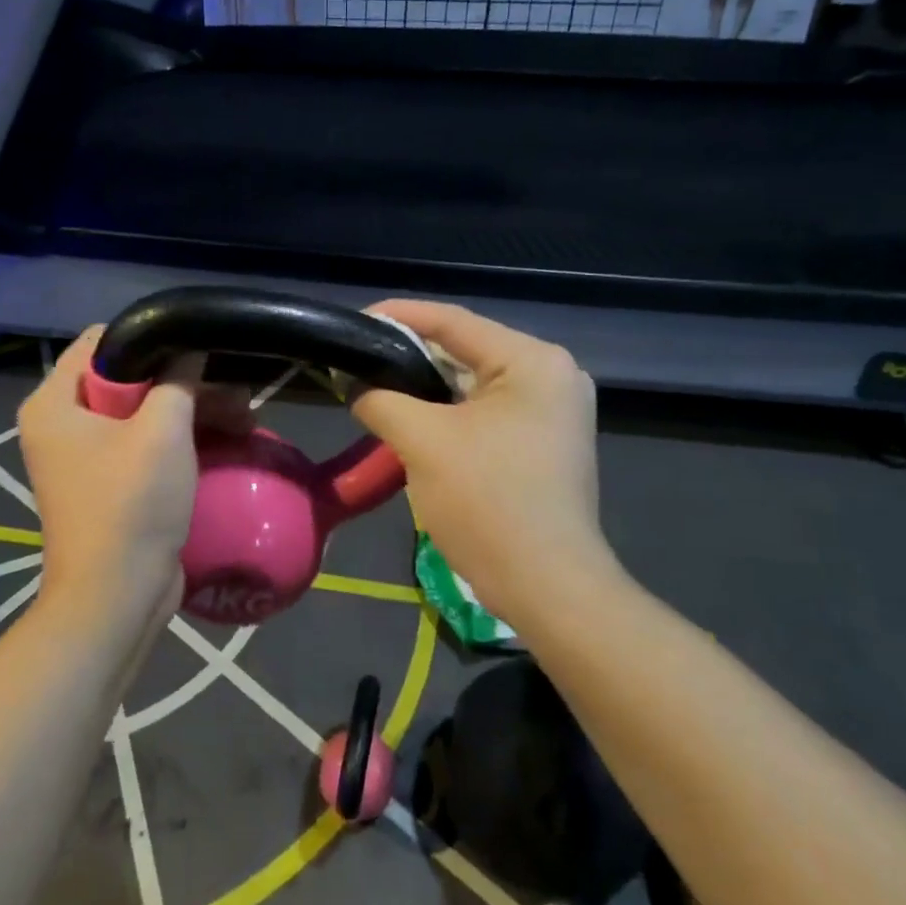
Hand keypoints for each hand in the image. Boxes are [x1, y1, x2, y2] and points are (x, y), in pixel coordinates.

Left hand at [19, 330, 247, 634]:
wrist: (117, 597)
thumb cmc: (131, 504)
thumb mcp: (161, 431)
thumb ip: (177, 379)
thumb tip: (189, 350)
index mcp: (54, 403)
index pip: (99, 342)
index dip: (148, 338)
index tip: (194, 348)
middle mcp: (62, 424)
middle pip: (127, 379)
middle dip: (184, 382)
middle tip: (235, 391)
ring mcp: (85, 457)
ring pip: (144, 413)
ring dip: (192, 412)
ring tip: (245, 418)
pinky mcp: (109, 484)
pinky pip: (146, 445)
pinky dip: (182, 440)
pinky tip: (228, 440)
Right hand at [350, 302, 618, 623]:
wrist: (547, 587)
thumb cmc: (487, 504)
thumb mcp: (422, 442)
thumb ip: (381, 399)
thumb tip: (355, 384)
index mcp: (533, 361)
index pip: (453, 322)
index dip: (398, 316)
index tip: (352, 322)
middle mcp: (551, 375)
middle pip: (465, 350)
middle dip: (409, 356)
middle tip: (358, 359)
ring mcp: (553, 411)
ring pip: (472, 384)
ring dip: (425, 387)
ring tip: (375, 386)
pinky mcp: (544, 442)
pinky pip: (485, 412)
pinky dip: (447, 413)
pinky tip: (411, 418)